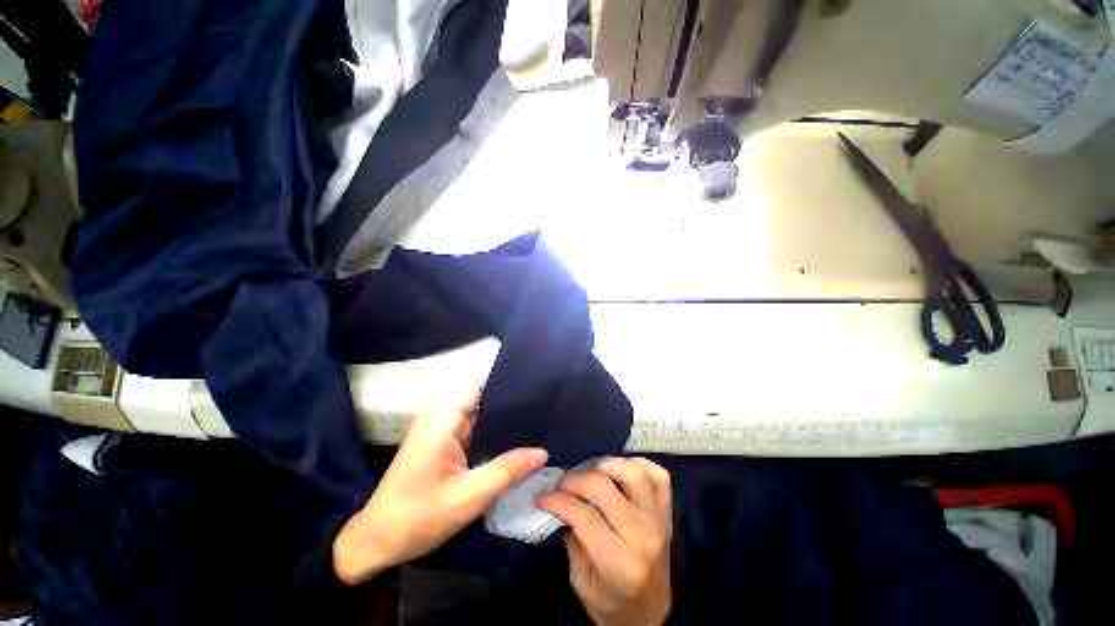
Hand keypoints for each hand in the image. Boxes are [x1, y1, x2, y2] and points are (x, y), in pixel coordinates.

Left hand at [333, 385, 548, 584]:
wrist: (376, 542)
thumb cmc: (418, 519)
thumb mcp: (468, 498)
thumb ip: (507, 471)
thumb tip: (542, 452)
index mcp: (442, 421)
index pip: (479, 386)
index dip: (506, 384)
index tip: (535, 391)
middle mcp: (439, 416)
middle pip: (480, 395)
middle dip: (508, 401)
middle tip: (540, 408)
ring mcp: (439, 428)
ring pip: (477, 410)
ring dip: (500, 416)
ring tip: (533, 420)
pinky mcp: (440, 440)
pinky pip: (471, 424)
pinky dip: (489, 429)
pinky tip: (510, 438)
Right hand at [538, 457, 671, 625]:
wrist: (650, 616)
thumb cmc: (611, 604)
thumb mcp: (581, 583)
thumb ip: (571, 539)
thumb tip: (559, 503)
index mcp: (618, 564)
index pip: (583, 516)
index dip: (557, 500)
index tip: (543, 496)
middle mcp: (642, 537)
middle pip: (605, 488)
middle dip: (576, 479)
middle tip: (563, 483)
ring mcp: (658, 521)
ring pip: (634, 474)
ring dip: (608, 465)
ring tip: (592, 471)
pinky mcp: (667, 513)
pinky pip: (659, 476)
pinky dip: (639, 465)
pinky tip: (621, 470)